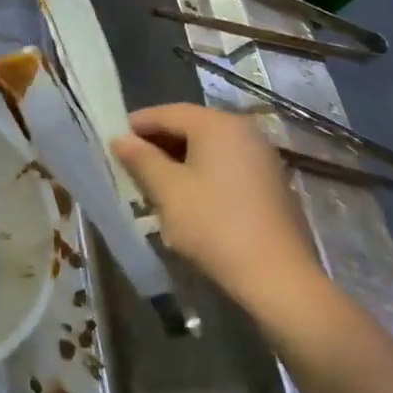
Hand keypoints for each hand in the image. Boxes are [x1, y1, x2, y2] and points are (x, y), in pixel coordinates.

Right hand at [111, 102, 324, 319]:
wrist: (279, 280)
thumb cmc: (215, 225)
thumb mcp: (168, 190)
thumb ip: (141, 159)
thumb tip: (120, 139)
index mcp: (218, 124)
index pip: (167, 113)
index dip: (137, 126)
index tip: (113, 142)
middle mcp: (244, 131)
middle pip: (189, 128)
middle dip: (157, 145)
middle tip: (130, 165)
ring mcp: (262, 158)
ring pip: (207, 149)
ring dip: (178, 162)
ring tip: (153, 185)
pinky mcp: (271, 185)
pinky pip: (226, 167)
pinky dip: (202, 175)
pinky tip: (186, 199)